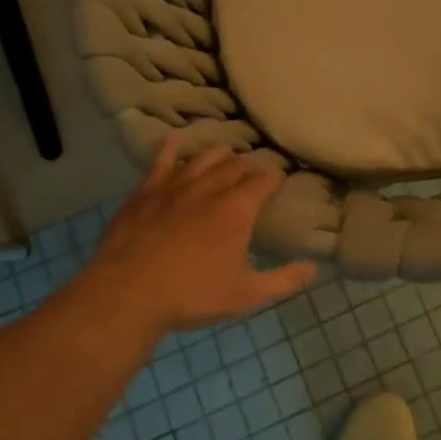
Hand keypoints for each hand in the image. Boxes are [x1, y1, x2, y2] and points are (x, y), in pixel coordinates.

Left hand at [75, 136, 316, 335]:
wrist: (126, 294)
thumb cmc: (191, 295)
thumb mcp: (246, 295)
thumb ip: (283, 280)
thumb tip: (314, 269)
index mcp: (238, 209)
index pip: (265, 180)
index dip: (275, 180)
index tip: (279, 184)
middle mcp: (210, 187)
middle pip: (237, 165)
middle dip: (251, 168)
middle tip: (255, 177)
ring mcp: (175, 185)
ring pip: (205, 157)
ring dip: (221, 156)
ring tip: (226, 160)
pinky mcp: (146, 190)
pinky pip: (163, 159)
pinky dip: (174, 149)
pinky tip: (177, 144)